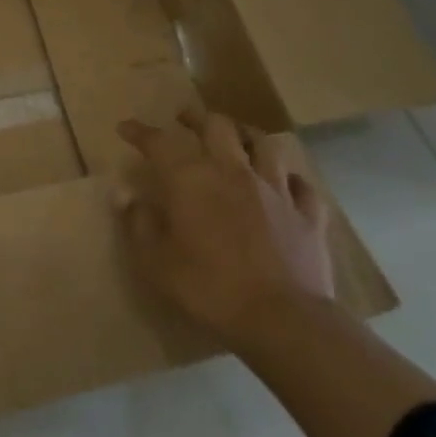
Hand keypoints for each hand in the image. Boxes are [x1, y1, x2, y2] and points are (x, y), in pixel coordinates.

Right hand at [116, 107, 334, 358]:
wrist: (282, 318)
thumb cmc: (209, 288)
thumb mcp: (156, 262)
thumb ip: (139, 224)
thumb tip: (127, 196)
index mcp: (192, 179)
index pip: (160, 143)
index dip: (141, 132)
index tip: (127, 127)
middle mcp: (234, 171)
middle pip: (218, 126)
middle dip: (197, 118)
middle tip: (185, 119)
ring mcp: (276, 190)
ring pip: (265, 145)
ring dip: (247, 137)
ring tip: (238, 140)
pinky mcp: (308, 214)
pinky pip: (301, 185)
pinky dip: (289, 181)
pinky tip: (284, 185)